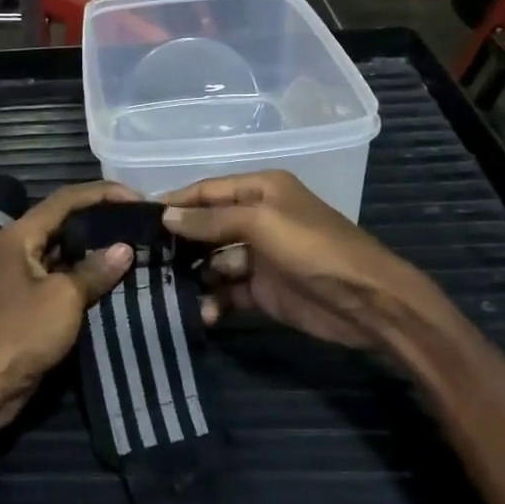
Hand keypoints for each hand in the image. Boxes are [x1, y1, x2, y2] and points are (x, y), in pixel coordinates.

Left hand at [0, 181, 139, 445]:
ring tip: (135, 247)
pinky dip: (86, 277)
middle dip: (102, 219)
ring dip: (96, 250)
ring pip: (65, 252)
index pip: (66, 199)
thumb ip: (94, 270)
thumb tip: (125, 248)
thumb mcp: (63, 298)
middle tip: (140, 223)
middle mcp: (18, 249)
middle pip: (64, 222)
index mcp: (20, 235)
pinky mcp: (29, 305)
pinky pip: (62, 280)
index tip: (138, 199)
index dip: (103, 193)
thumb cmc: (19, 332)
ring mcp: (22, 277)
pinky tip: (114, 280)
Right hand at [161, 171, 472, 371]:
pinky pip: (228, 291)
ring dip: (193, 275)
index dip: (174, 202)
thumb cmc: (313, 248)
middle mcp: (257, 218)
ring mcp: (259, 256)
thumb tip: (165, 215)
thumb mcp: (262, 222)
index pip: (207, 191)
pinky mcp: (263, 290)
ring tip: (164, 290)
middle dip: (179, 242)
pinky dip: (214, 301)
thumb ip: (212, 219)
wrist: (367, 302)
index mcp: (260, 191)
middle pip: (206, 227)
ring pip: (213, 262)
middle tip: (141, 259)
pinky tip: (200, 312)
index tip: (137, 217)